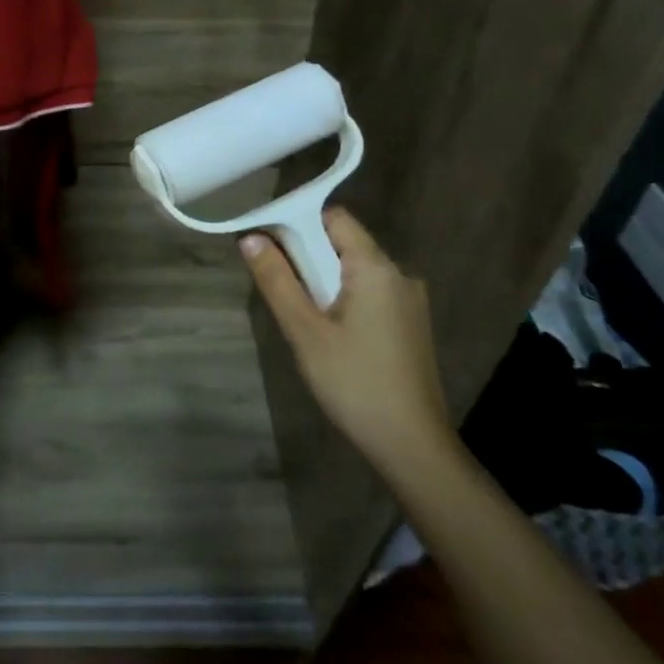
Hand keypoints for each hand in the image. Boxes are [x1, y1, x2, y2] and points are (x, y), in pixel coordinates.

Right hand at [241, 208, 451, 474]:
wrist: (412, 446)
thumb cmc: (355, 383)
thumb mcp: (305, 332)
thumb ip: (277, 281)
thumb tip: (250, 238)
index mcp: (376, 267)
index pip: (334, 218)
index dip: (299, 221)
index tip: (269, 243)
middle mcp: (399, 274)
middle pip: (344, 243)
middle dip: (308, 256)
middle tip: (279, 285)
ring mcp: (410, 300)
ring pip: (356, 270)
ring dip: (324, 280)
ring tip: (301, 315)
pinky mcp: (410, 324)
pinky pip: (370, 293)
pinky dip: (344, 298)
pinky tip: (329, 333)